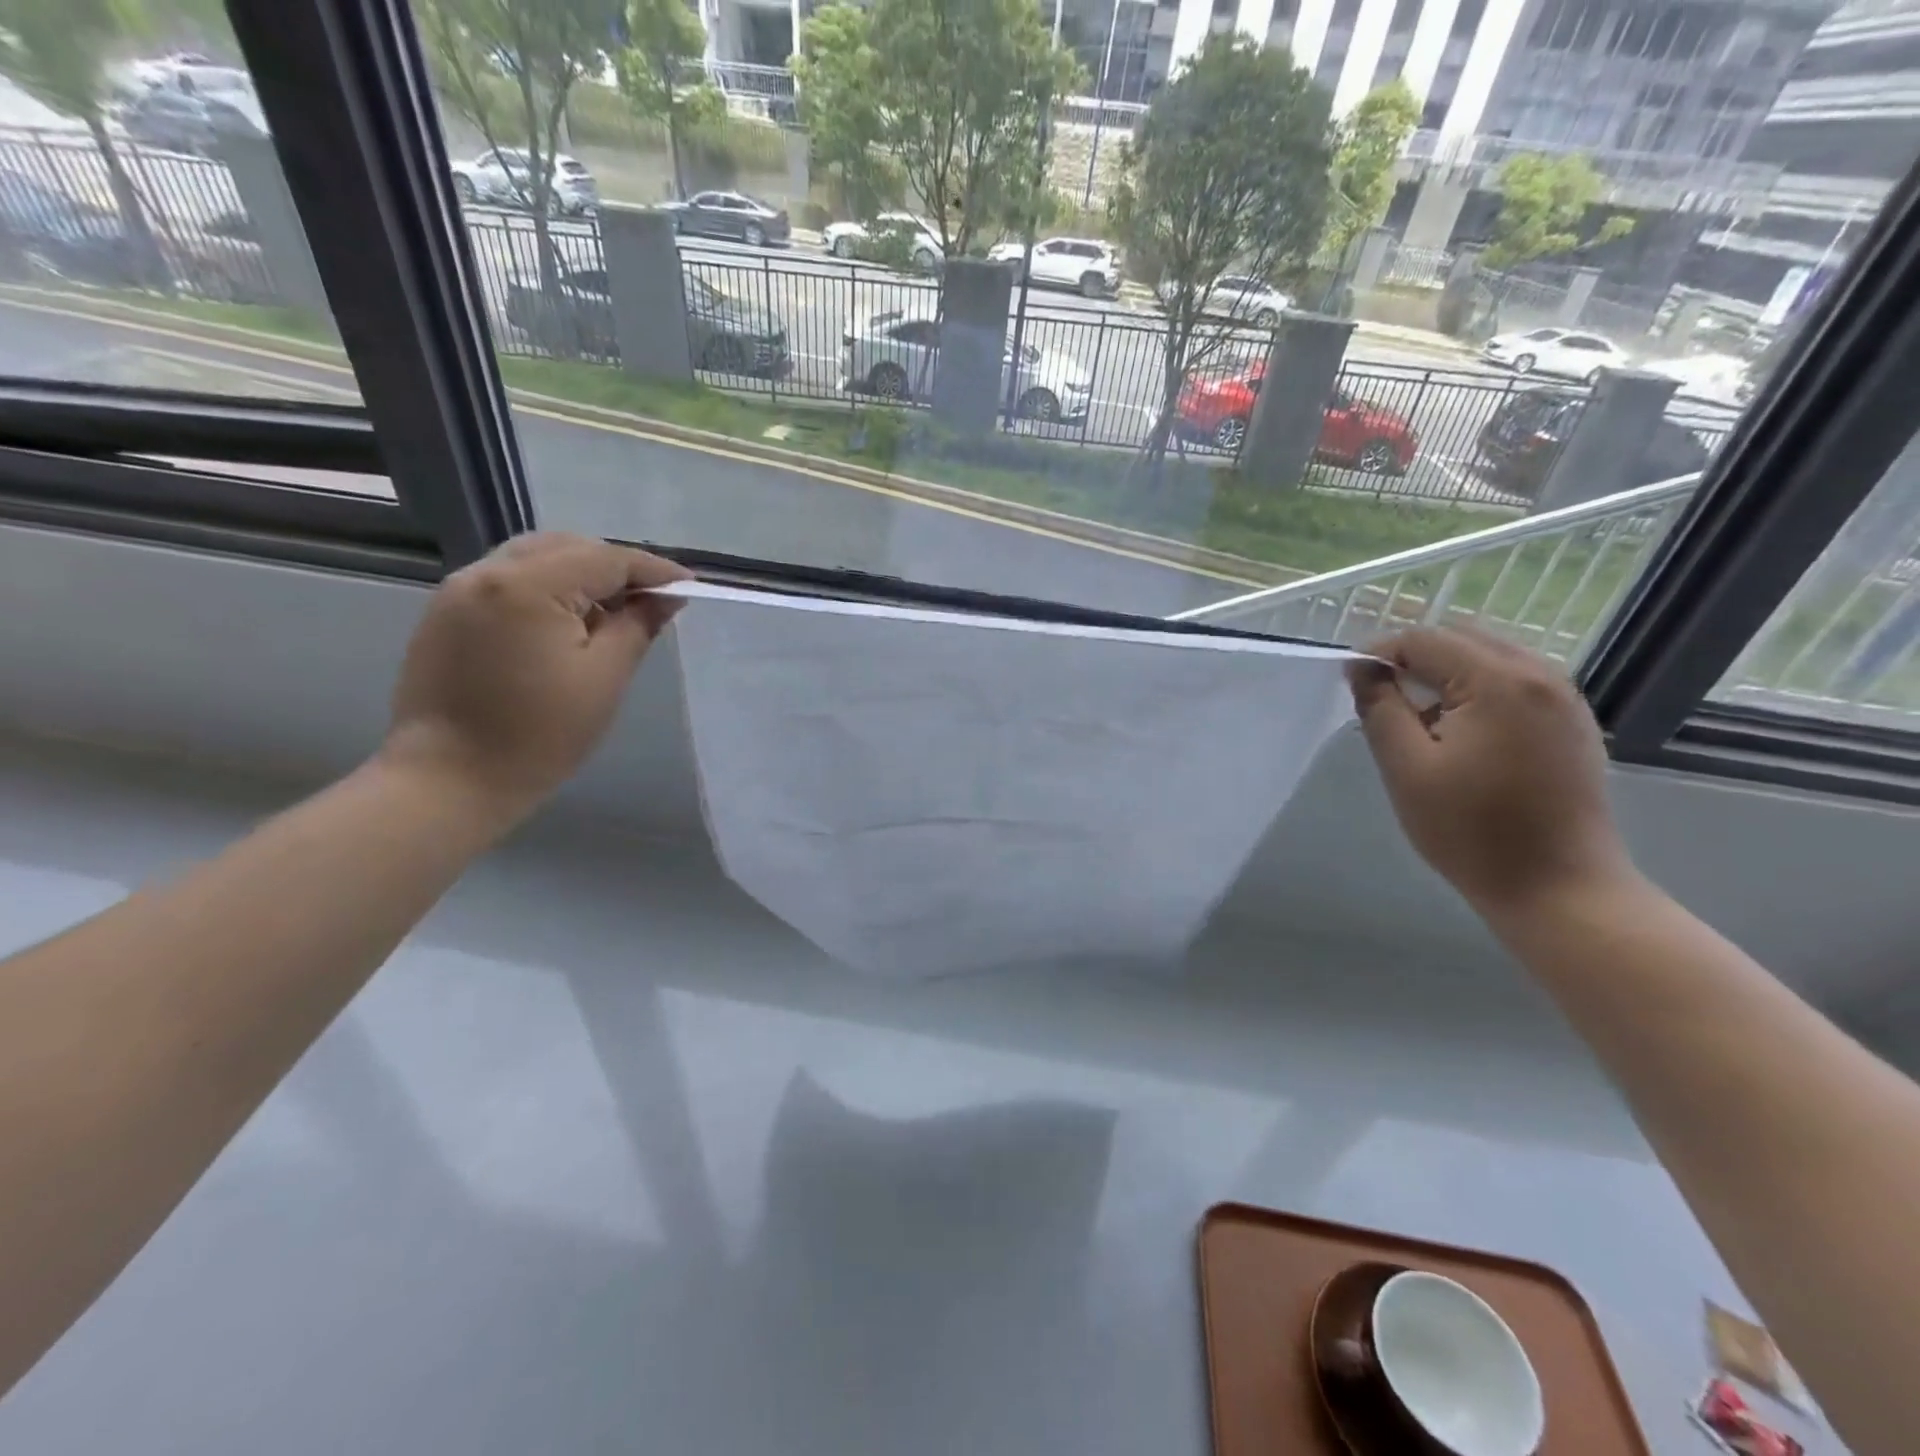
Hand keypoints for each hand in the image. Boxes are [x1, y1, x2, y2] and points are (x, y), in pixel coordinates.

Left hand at [381, 534, 690, 820]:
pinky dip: (548, 587)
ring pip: (535, 558)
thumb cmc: (539, 735)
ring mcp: (459, 590)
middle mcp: (487, 573)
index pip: (605, 559)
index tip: (689, 586)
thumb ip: (637, 626)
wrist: (450, 779)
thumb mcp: (604, 678)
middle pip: (567, 547)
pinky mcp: (447, 612)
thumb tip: (666, 599)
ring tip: (615, 609)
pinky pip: (509, 579)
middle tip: (654, 599)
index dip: (653, 570)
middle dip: (616, 567)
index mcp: (527, 586)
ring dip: (581, 574)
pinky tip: (569, 620)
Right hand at [1347, 628, 1636, 914]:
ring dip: (1446, 672)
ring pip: (1490, 657)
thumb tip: (1361, 668)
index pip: (1425, 639)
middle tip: (1380, 700)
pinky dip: (1478, 689)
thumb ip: (1380, 708)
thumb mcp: (1406, 768)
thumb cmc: (1471, 831)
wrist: (1558, 887)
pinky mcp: (1573, 722)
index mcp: (1499, 681)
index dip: (1380, 654)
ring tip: (1418, 718)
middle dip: (1414, 658)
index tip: (1351, 684)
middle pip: (1462, 638)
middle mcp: (1540, 675)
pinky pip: (1515, 681)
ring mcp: (1564, 698)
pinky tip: (1460, 731)